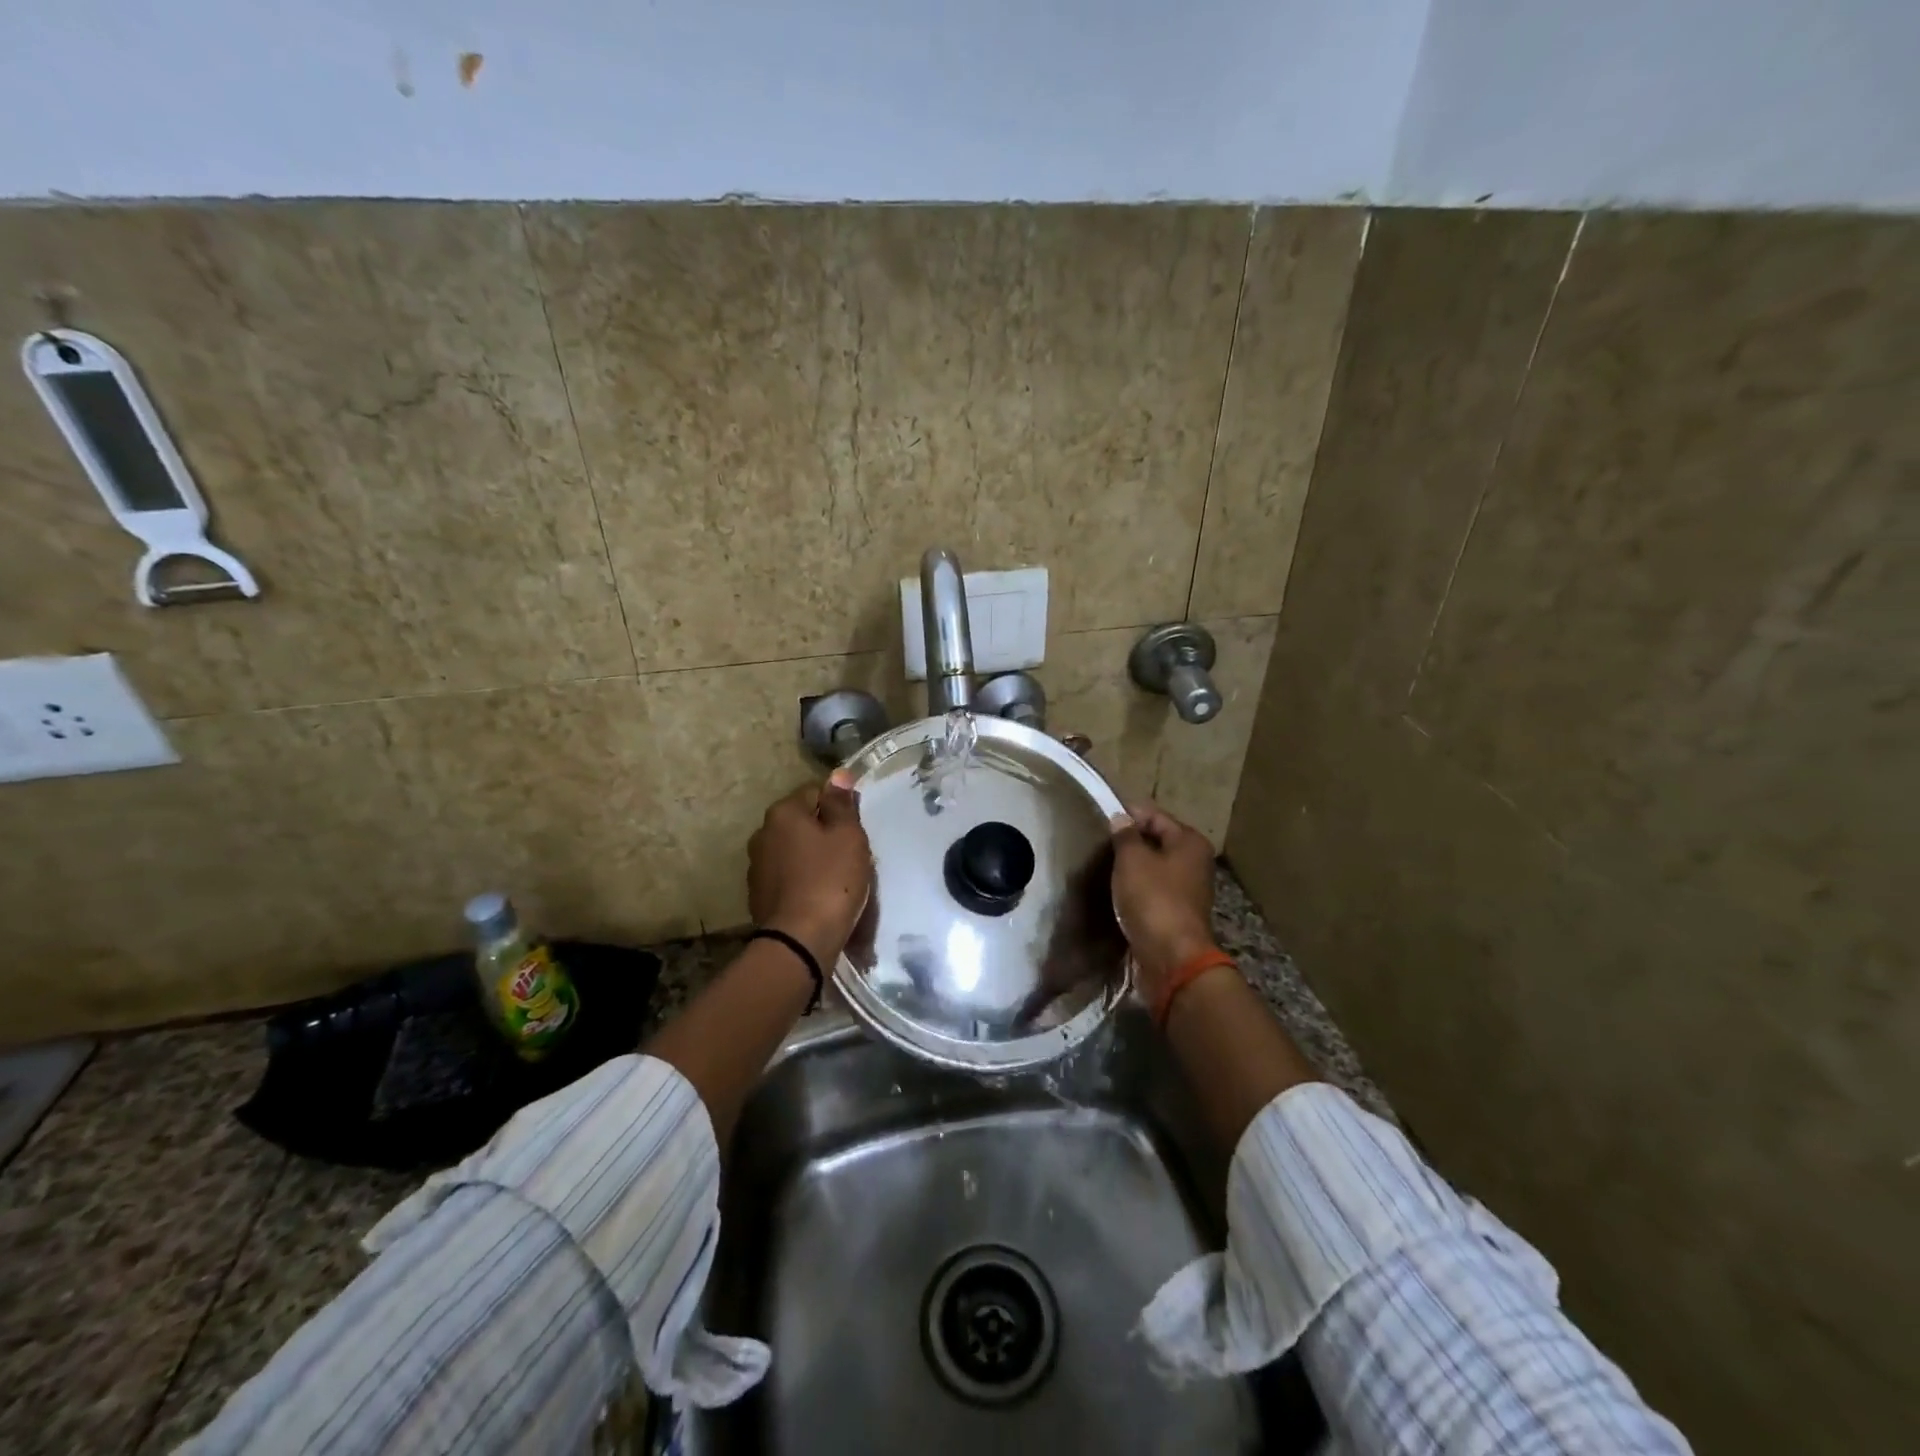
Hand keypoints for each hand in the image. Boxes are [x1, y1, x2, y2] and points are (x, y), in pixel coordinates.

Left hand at [748, 773, 872, 965]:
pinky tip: (820, 897)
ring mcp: (757, 867)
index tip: (855, 828)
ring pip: (794, 851)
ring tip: (837, 879)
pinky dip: (803, 882)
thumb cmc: (831, 880)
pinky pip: (788, 878)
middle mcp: (762, 834)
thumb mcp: (848, 836)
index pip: (815, 792)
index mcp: (783, 813)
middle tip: (851, 854)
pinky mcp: (758, 896)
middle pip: (802, 823)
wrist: (800, 940)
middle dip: (824, 833)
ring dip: (812, 858)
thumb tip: (838, 774)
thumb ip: (842, 803)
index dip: (839, 806)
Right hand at [1111, 802, 1218, 1005]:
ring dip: (1131, 867)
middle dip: (1129, 841)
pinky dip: (1136, 888)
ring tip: (1102, 866)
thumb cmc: (1153, 900)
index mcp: (1189, 842)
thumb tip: (1120, 819)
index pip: (1155, 815)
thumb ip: (1125, 835)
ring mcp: (1187, 889)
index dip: (1128, 814)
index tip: (1100, 817)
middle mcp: (1194, 862)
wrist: (1172, 958)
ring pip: (1153, 867)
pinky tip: (1116, 891)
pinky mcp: (1176, 912)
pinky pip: (1152, 890)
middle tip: (1099, 843)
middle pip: (1156, 841)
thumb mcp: (1132, 860)